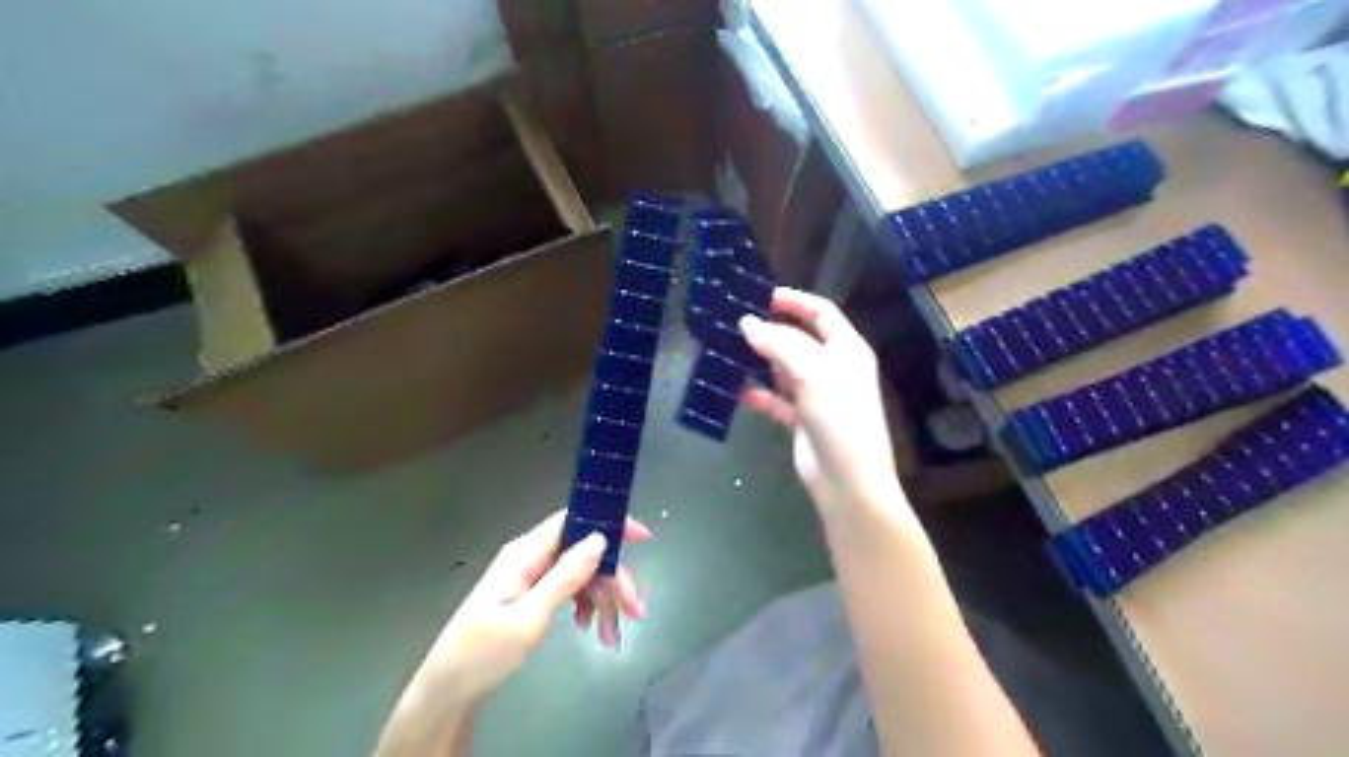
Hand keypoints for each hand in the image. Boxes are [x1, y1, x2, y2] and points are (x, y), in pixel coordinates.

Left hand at [421, 511, 653, 707]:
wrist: (447, 691)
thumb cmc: (483, 653)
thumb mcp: (529, 618)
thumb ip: (565, 577)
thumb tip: (600, 538)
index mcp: (526, 553)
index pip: (575, 520)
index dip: (610, 524)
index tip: (643, 537)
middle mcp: (531, 557)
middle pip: (585, 553)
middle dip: (614, 580)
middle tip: (636, 613)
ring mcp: (532, 575)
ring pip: (581, 575)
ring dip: (603, 601)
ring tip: (613, 637)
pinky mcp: (532, 594)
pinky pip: (570, 590)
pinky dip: (586, 607)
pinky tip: (592, 631)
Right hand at [736, 286, 893, 514]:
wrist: (849, 482)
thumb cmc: (840, 421)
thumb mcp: (812, 377)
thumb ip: (779, 347)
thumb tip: (747, 323)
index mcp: (847, 350)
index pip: (821, 313)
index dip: (794, 301)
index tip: (761, 296)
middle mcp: (833, 368)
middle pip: (799, 340)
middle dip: (770, 332)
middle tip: (733, 325)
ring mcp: (817, 395)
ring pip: (785, 369)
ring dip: (761, 362)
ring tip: (729, 352)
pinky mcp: (802, 419)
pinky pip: (777, 400)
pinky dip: (760, 395)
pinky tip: (739, 391)